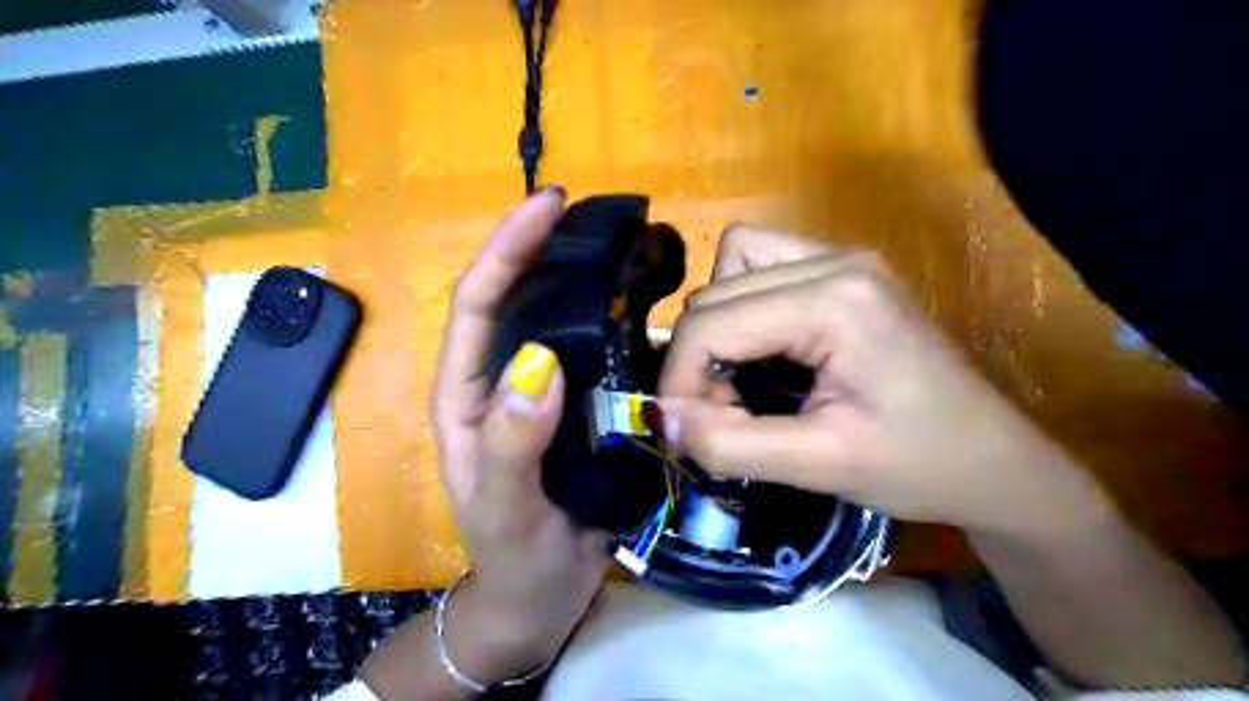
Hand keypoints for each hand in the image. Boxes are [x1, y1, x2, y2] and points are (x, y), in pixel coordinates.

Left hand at [434, 188, 606, 680]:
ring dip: (584, 279)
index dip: (507, 248)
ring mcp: (545, 391)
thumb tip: (538, 362)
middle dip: (545, 248)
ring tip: (625, 247)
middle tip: (595, 214)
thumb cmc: (514, 556)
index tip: (548, 205)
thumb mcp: (503, 507)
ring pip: (559, 321)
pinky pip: (598, 354)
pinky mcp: (580, 407)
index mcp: (467, 393)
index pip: (477, 304)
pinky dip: (618, 324)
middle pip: (518, 297)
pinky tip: (648, 309)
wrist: (543, 596)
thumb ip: (510, 442)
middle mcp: (503, 380)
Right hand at [658, 224, 1095, 536]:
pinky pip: (760, 264)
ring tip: (740, 376)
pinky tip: (765, 347)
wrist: (993, 460)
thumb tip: (661, 418)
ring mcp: (842, 257)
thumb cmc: (917, 466)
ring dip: (717, 323)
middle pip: (714, 292)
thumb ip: (729, 444)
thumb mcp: (818, 465)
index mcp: (834, 301)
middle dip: (699, 357)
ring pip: (731, 264)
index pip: (710, 322)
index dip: (679, 378)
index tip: (686, 429)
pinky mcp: (844, 270)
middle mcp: (835, 259)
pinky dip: (742, 304)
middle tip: (722, 412)